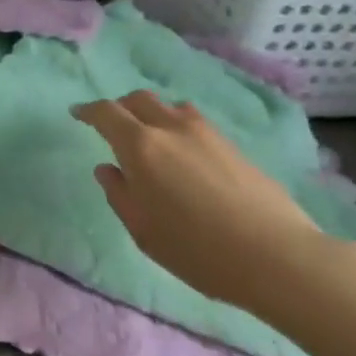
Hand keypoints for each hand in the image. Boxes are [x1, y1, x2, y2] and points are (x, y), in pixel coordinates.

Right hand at [73, 91, 324, 314]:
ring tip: (152, 138)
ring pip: (170, 107)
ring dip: (153, 114)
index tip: (77, 114)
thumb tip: (108, 169)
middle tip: (113, 125)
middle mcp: (171, 128)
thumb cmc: (197, 249)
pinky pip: (195, 123)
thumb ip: (119, 194)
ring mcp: (207, 134)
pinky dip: (178, 127)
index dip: (88, 111)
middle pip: (139, 99)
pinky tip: (185, 154)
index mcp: (140, 146)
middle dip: (120, 107)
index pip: (106, 113)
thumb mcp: (143, 230)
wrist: (278, 257)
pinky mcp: (234, 146)